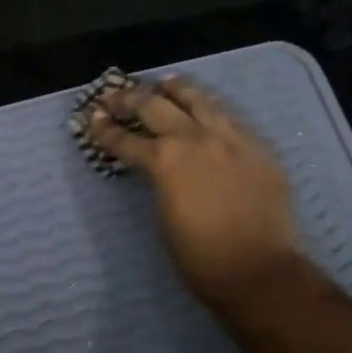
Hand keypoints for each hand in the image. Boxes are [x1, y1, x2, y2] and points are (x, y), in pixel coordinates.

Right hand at [88, 77, 303, 311]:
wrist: (258, 269)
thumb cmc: (199, 256)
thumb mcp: (164, 215)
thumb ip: (159, 181)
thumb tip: (158, 168)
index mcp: (165, 161)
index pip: (126, 139)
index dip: (105, 130)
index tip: (92, 118)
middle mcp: (195, 139)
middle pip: (156, 107)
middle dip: (130, 100)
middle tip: (115, 96)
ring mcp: (231, 138)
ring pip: (200, 100)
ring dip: (177, 90)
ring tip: (166, 83)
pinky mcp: (259, 147)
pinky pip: (231, 118)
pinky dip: (212, 110)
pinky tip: (208, 110)